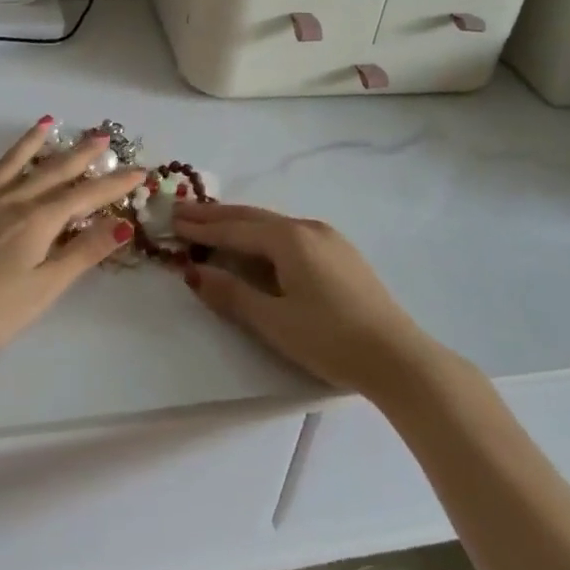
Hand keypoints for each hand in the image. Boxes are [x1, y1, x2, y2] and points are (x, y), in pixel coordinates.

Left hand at [0, 120, 145, 358]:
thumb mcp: (44, 288)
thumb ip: (82, 253)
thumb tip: (123, 223)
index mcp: (38, 220)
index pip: (85, 196)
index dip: (114, 184)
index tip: (139, 170)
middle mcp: (11, 198)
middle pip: (53, 170)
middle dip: (81, 154)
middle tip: (102, 135)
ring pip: (11, 161)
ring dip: (32, 141)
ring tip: (48, 123)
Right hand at [170, 202, 433, 395]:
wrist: (398, 357)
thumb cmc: (330, 339)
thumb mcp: (274, 320)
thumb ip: (231, 294)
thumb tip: (193, 272)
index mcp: (289, 239)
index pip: (235, 229)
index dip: (202, 228)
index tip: (172, 220)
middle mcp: (308, 228)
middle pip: (252, 217)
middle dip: (216, 216)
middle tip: (183, 211)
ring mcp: (329, 238)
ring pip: (273, 224)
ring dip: (240, 224)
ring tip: (212, 223)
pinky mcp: (341, 254)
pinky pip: (291, 234)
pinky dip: (263, 235)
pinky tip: (258, 243)